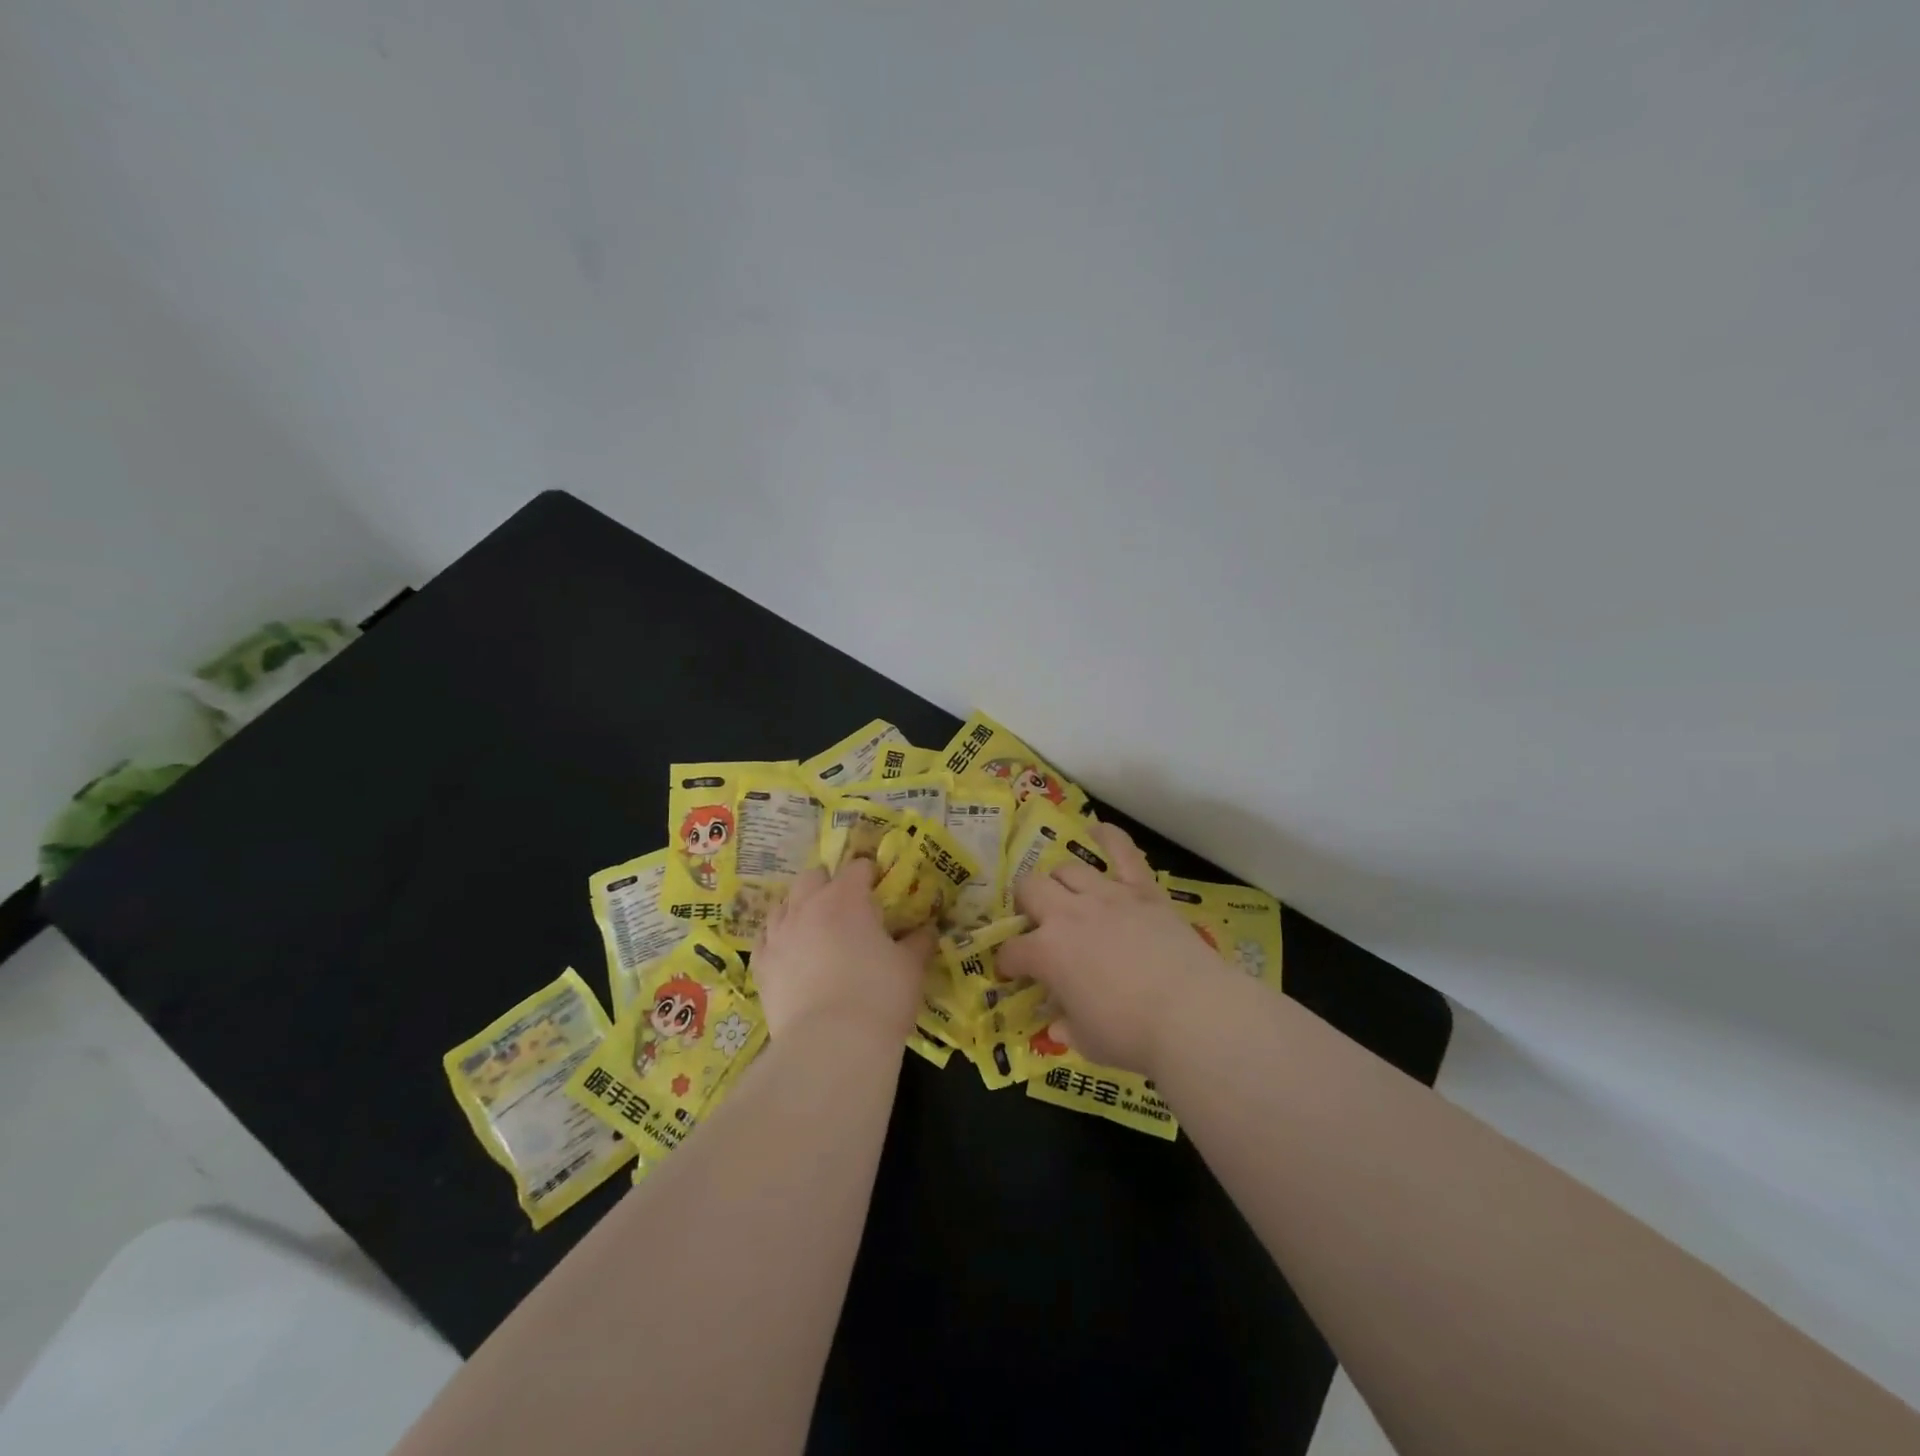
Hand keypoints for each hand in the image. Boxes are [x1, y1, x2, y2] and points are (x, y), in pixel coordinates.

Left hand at [753, 860, 932, 1044]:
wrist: (831, 1046)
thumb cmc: (879, 995)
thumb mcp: (911, 967)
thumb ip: (919, 942)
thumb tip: (927, 930)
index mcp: (846, 898)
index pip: (857, 868)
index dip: (870, 874)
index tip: (880, 888)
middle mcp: (807, 906)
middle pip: (813, 877)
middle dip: (829, 884)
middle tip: (847, 907)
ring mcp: (778, 935)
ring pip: (784, 905)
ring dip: (800, 908)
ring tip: (816, 928)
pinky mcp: (761, 966)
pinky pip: (765, 939)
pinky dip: (778, 938)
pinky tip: (789, 952)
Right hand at [996, 821, 1234, 1075]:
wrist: (1192, 1014)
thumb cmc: (1132, 1035)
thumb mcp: (1087, 1041)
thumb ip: (1067, 1027)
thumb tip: (1056, 1025)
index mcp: (1047, 953)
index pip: (1013, 950)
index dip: (1008, 962)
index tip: (1013, 972)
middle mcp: (1069, 914)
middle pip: (1031, 889)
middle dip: (1025, 904)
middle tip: (1036, 923)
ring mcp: (1107, 896)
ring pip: (1068, 869)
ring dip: (1059, 881)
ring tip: (1065, 894)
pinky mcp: (1142, 890)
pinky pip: (1123, 852)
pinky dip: (1109, 837)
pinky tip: (1097, 829)